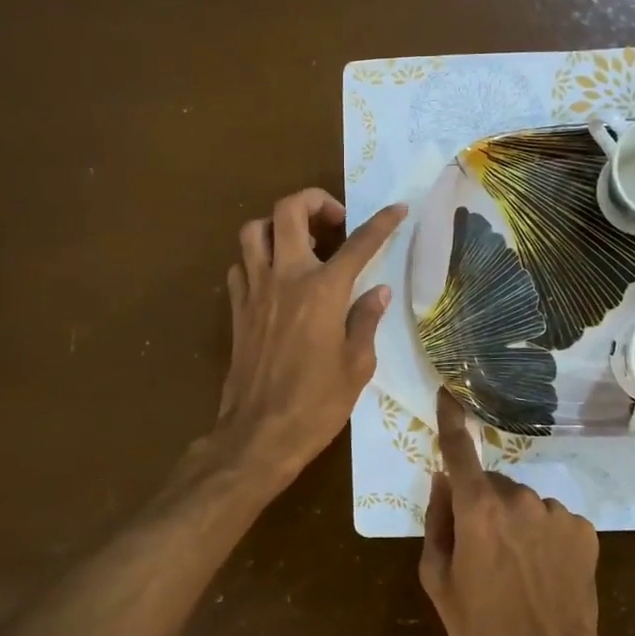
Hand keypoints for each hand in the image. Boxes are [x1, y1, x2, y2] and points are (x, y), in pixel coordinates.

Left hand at [213, 188, 407, 489]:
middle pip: (288, 210)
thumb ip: (366, 320)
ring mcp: (255, 290)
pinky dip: (257, 259)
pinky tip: (275, 278)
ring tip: (300, 244)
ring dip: (278, 225)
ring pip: (253, 229)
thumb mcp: (357, 365)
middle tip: (334, 223)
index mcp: (323, 291)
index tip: (397, 209)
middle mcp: (285, 278)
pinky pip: (241, 265)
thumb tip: (378, 291)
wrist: (259, 434)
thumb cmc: (317, 404)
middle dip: (315, 201)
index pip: (359, 243)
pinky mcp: (237, 309)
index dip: (382, 223)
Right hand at [419, 389, 607, 635]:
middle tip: (483, 553)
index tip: (447, 394)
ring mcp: (556, 513)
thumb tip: (443, 482)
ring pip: (524, 504)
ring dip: (516, 523)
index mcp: (478, 511)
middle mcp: (519, 500)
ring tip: (518, 571)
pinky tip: (546, 573)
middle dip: (483, 505)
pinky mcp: (583, 530)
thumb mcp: (439, 581)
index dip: (450, 421)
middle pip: (492, 485)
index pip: (459, 452)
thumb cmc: (481, 631)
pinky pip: (552, 520)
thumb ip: (437, 522)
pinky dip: (544, 536)